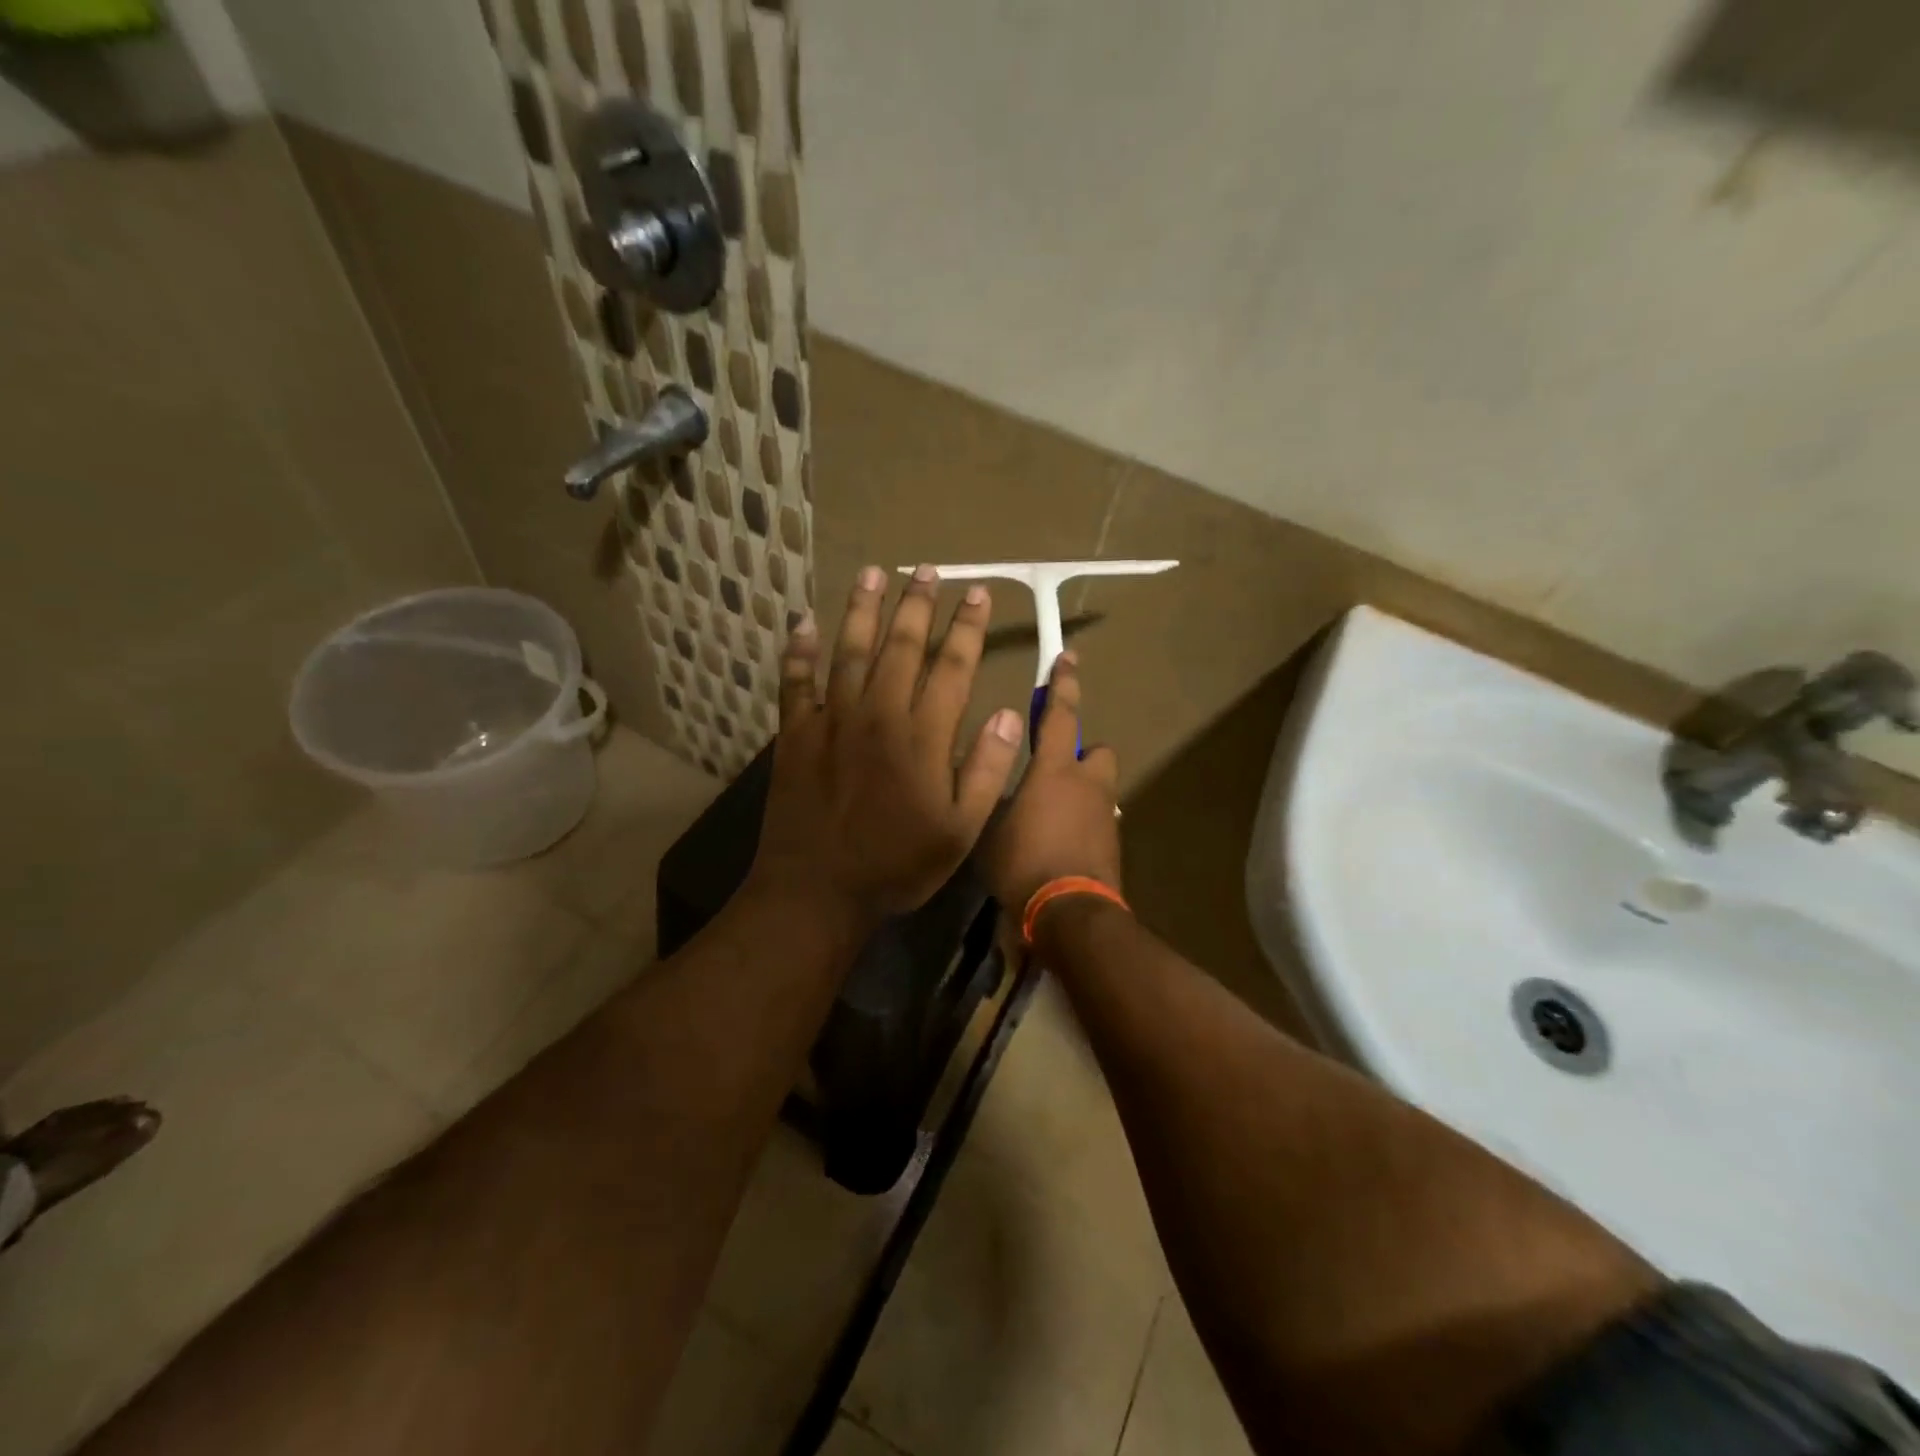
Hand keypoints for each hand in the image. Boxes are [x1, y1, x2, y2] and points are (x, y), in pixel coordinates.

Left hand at [747, 564, 1025, 929]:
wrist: (817, 891)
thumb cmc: (896, 865)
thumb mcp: (960, 830)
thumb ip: (986, 769)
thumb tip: (1011, 714)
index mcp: (923, 736)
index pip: (952, 666)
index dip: (967, 627)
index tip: (978, 594)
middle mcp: (878, 714)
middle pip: (901, 646)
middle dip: (917, 604)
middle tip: (928, 570)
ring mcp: (832, 720)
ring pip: (849, 650)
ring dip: (862, 609)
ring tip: (872, 573)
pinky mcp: (795, 734)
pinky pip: (796, 682)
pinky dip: (799, 651)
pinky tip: (802, 623)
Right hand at [980, 652, 1121, 912]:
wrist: (1070, 915)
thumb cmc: (1023, 863)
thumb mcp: (992, 827)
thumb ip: (998, 798)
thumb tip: (1001, 788)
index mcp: (1056, 771)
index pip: (1061, 715)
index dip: (1063, 685)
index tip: (1068, 658)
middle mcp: (1089, 786)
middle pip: (1099, 753)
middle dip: (1083, 757)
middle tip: (1054, 776)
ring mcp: (1107, 816)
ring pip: (1100, 790)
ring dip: (1081, 795)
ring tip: (1048, 821)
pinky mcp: (1114, 846)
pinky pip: (1098, 822)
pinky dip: (1083, 826)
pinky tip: (1058, 848)